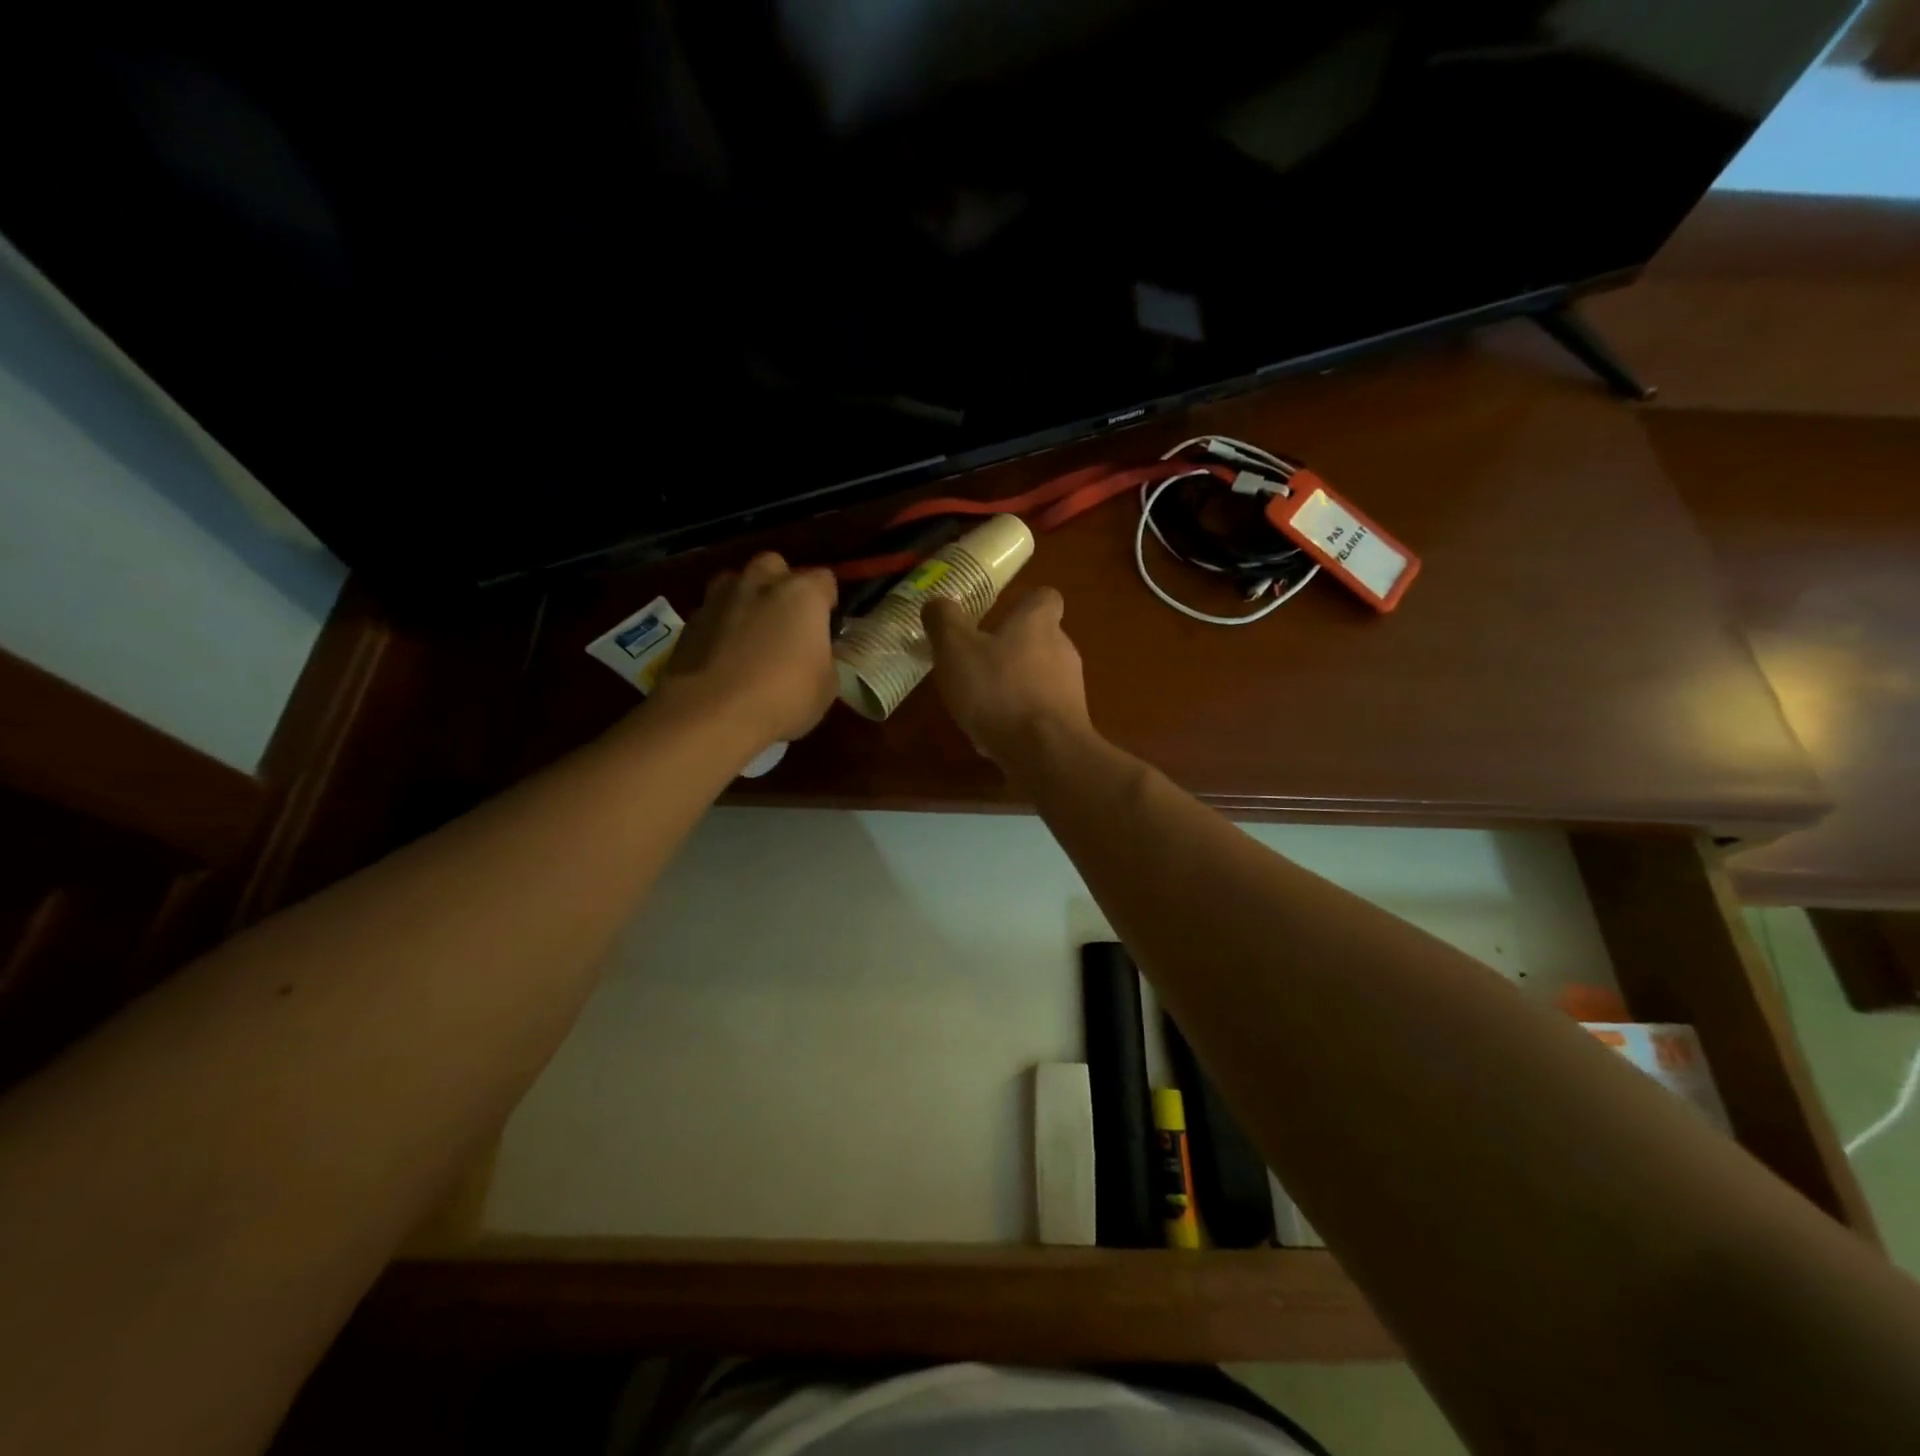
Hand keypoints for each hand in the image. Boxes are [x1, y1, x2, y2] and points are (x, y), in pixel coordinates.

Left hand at [658, 553, 838, 748]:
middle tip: (786, 622)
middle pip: (775, 567)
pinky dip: (721, 625)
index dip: (827, 602)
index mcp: (802, 594)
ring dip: (747, 599)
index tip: (825, 627)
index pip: (824, 580)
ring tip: (751, 634)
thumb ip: (824, 658)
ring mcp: (720, 598)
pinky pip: (713, 612)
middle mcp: (760, 583)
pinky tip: (724, 655)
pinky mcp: (690, 620)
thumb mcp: (826, 687)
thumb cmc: (782, 697)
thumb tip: (815, 653)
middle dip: (782, 586)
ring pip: (737, 582)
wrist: (710, 713)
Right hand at [924, 588, 1093, 767]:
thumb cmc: (999, 691)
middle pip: (1041, 638)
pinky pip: (1042, 710)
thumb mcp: (956, 650)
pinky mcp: (1070, 722)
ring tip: (982, 702)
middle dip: (1012, 648)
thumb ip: (944, 622)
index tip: (999, 614)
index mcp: (1038, 623)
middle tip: (978, 662)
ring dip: (1015, 684)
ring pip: (1041, 676)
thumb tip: (936, 602)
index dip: (1023, 602)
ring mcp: (1071, 688)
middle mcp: (1063, 649)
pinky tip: (997, 732)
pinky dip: (1022, 715)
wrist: (1046, 753)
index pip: (1044, 597)